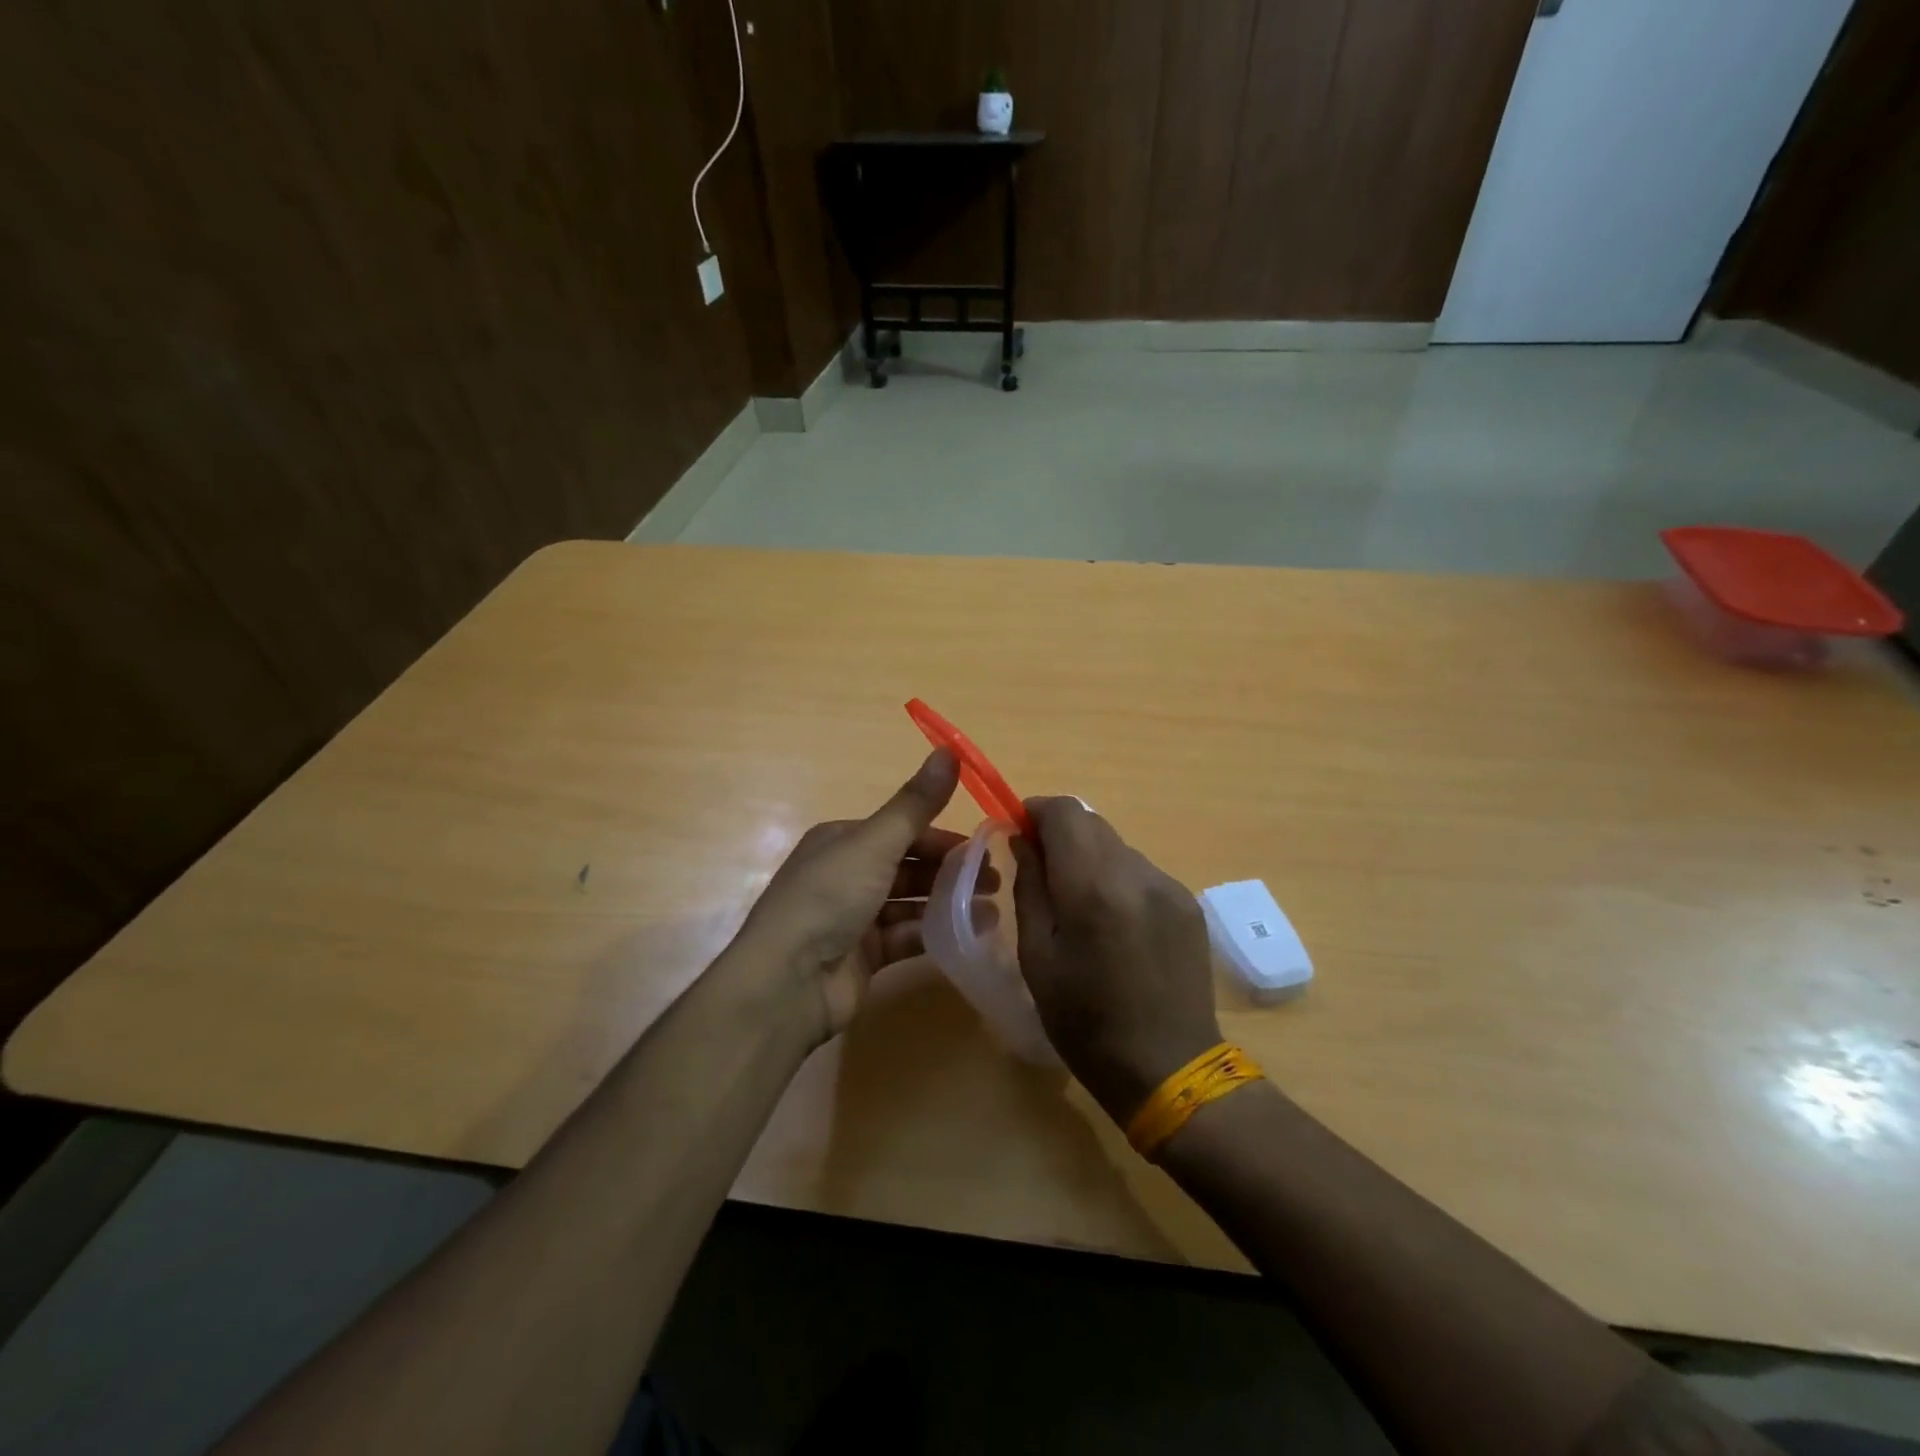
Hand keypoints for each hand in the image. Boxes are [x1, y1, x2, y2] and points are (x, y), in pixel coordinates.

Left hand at [734, 749, 990, 1045]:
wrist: (788, 982)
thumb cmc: (829, 898)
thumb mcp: (875, 843)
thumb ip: (916, 804)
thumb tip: (949, 749)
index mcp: (842, 840)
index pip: (901, 831)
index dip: (942, 837)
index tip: (983, 849)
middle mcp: (846, 874)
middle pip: (908, 866)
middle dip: (950, 872)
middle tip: (994, 881)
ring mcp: (853, 918)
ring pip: (909, 903)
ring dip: (948, 904)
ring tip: (991, 910)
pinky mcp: (862, 956)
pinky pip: (904, 938)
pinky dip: (934, 934)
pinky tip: (967, 936)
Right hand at [1010, 798, 1221, 1122]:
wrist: (1169, 1068)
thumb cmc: (1085, 1022)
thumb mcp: (1038, 958)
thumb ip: (1029, 887)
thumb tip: (1023, 840)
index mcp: (1093, 887)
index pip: (1065, 811)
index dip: (1037, 810)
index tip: (1020, 831)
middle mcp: (1136, 873)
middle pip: (1092, 823)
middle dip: (1061, 834)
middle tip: (1043, 871)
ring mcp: (1169, 886)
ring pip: (1117, 847)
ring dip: (1091, 860)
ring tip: (1082, 908)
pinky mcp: (1188, 903)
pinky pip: (1142, 873)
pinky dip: (1119, 881)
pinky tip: (1117, 926)